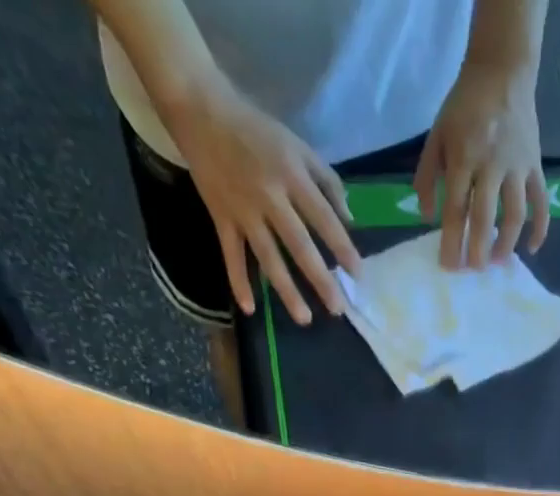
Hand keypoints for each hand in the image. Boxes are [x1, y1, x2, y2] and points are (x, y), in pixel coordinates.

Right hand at [164, 80, 362, 323]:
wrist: (201, 111)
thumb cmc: (257, 131)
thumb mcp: (297, 146)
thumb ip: (327, 181)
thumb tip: (349, 219)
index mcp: (292, 176)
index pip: (323, 218)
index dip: (342, 247)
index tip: (358, 275)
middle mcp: (270, 197)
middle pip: (299, 245)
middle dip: (320, 279)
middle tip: (337, 309)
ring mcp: (244, 211)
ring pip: (268, 257)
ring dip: (286, 290)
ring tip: (304, 319)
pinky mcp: (221, 218)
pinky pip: (231, 254)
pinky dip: (238, 281)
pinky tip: (249, 308)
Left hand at [415, 59, 547, 269]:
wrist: (502, 71)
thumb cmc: (464, 107)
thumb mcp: (437, 135)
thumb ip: (427, 176)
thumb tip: (427, 218)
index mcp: (463, 156)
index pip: (455, 208)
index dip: (451, 241)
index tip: (449, 266)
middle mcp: (491, 164)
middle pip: (484, 217)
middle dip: (477, 250)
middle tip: (473, 271)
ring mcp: (517, 166)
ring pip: (514, 214)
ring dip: (506, 244)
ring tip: (497, 262)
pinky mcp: (535, 166)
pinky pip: (540, 202)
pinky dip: (540, 227)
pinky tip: (532, 248)